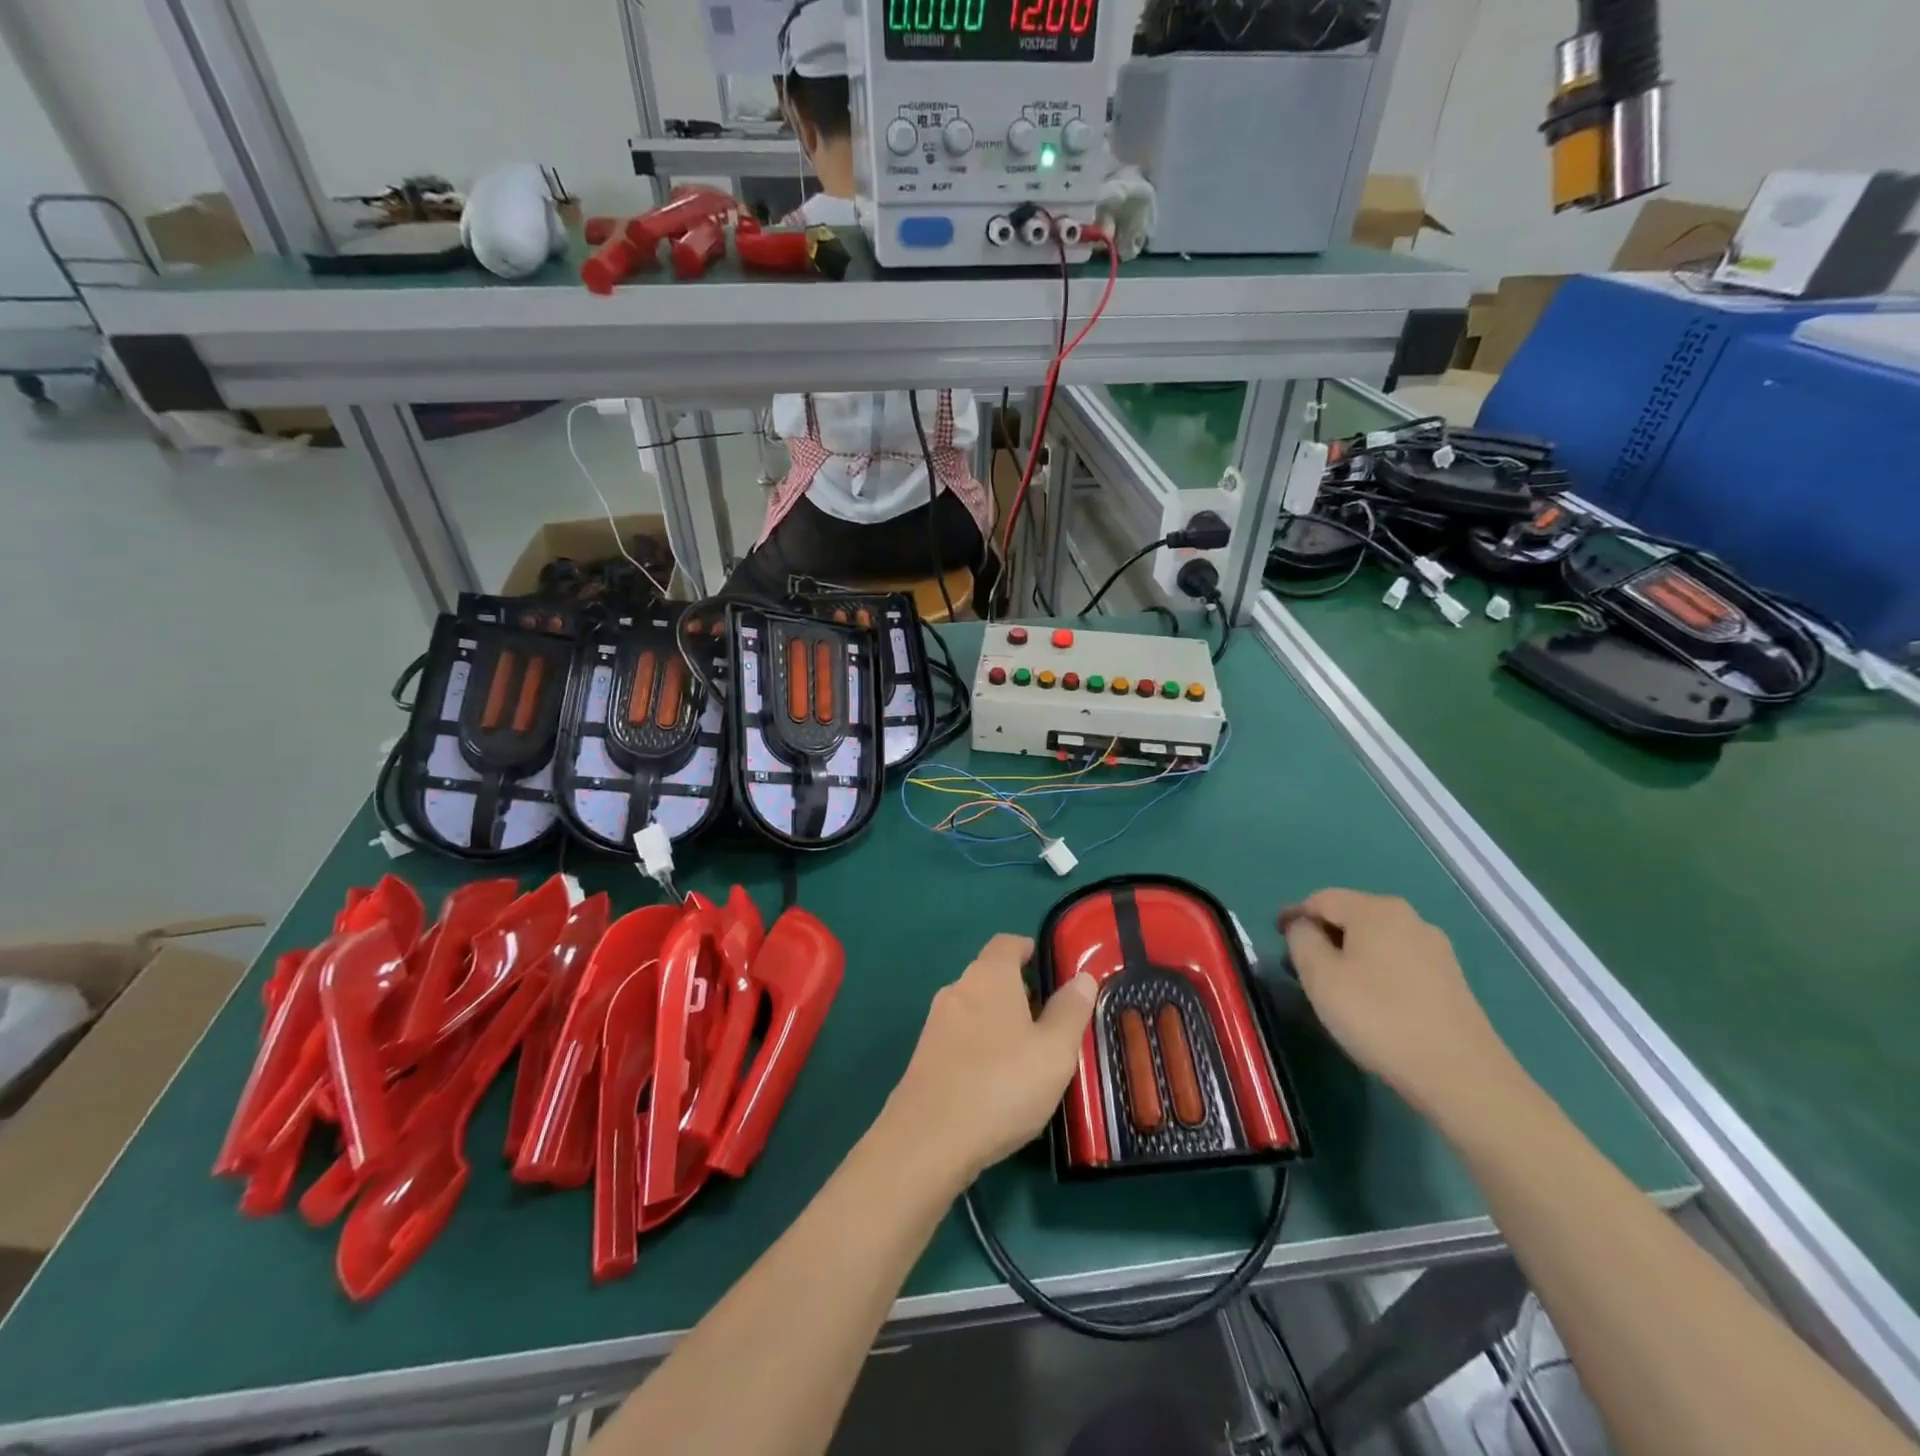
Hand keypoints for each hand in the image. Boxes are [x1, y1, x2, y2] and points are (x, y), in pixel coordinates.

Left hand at [881, 934, 1096, 1189]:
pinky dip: (982, 1048)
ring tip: (1030, 1057)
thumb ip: (1070, 1010)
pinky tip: (998, 1083)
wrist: (928, 1139)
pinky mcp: (925, 1056)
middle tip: (1053, 1023)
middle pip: (992, 976)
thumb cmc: (1001, 1085)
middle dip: (1021, 992)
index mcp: (989, 976)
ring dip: (1001, 1023)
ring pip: (976, 1010)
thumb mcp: (1054, 1050)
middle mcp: (958, 988)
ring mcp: (936, 1023)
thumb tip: (1082, 977)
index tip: (1054, 970)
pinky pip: (961, 1039)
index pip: (1008, 943)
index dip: (1031, 950)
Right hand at [1281, 890, 1511, 1118]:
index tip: (1278, 945)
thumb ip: (1302, 940)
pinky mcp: (1451, 980)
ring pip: (1375, 941)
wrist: (1461, 1076)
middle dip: (1322, 938)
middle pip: (1350, 917)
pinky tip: (1373, 1005)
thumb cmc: (1378, 1017)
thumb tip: (1304, 927)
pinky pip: (1398, 963)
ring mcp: (1435, 949)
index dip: (1294, 917)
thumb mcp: (1320, 976)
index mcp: (1375, 909)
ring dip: (1349, 957)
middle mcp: (1409, 918)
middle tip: (1303, 972)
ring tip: (1336, 992)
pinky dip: (1376, 973)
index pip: (1320, 899)